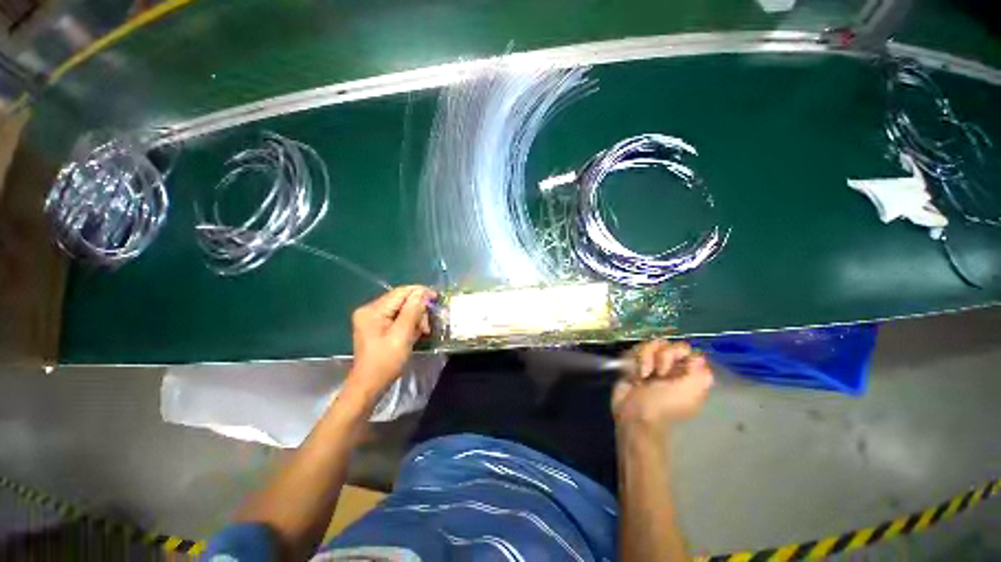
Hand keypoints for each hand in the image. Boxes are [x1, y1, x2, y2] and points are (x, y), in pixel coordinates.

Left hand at [348, 286, 435, 400]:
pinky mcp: (376, 326)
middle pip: (401, 300)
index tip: (437, 297)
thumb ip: (412, 311)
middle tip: (427, 326)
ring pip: (401, 309)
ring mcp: (372, 318)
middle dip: (418, 310)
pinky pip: (397, 317)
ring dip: (415, 318)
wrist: (369, 385)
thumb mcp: (402, 335)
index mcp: (373, 310)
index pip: (400, 292)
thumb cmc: (386, 362)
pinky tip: (414, 333)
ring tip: (422, 332)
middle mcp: (370, 310)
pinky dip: (408, 323)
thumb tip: (422, 293)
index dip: (420, 292)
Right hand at [611, 340, 712, 431]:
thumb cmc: (664, 404)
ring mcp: (651, 364)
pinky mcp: (634, 364)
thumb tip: (697, 357)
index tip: (679, 365)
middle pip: (669, 344)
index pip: (688, 350)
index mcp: (688, 375)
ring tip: (644, 375)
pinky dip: (635, 361)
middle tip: (660, 373)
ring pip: (651, 345)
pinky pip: (635, 350)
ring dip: (646, 358)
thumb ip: (700, 373)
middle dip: (663, 356)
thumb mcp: (690, 391)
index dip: (681, 353)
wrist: (634, 413)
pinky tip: (635, 375)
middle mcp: (671, 367)